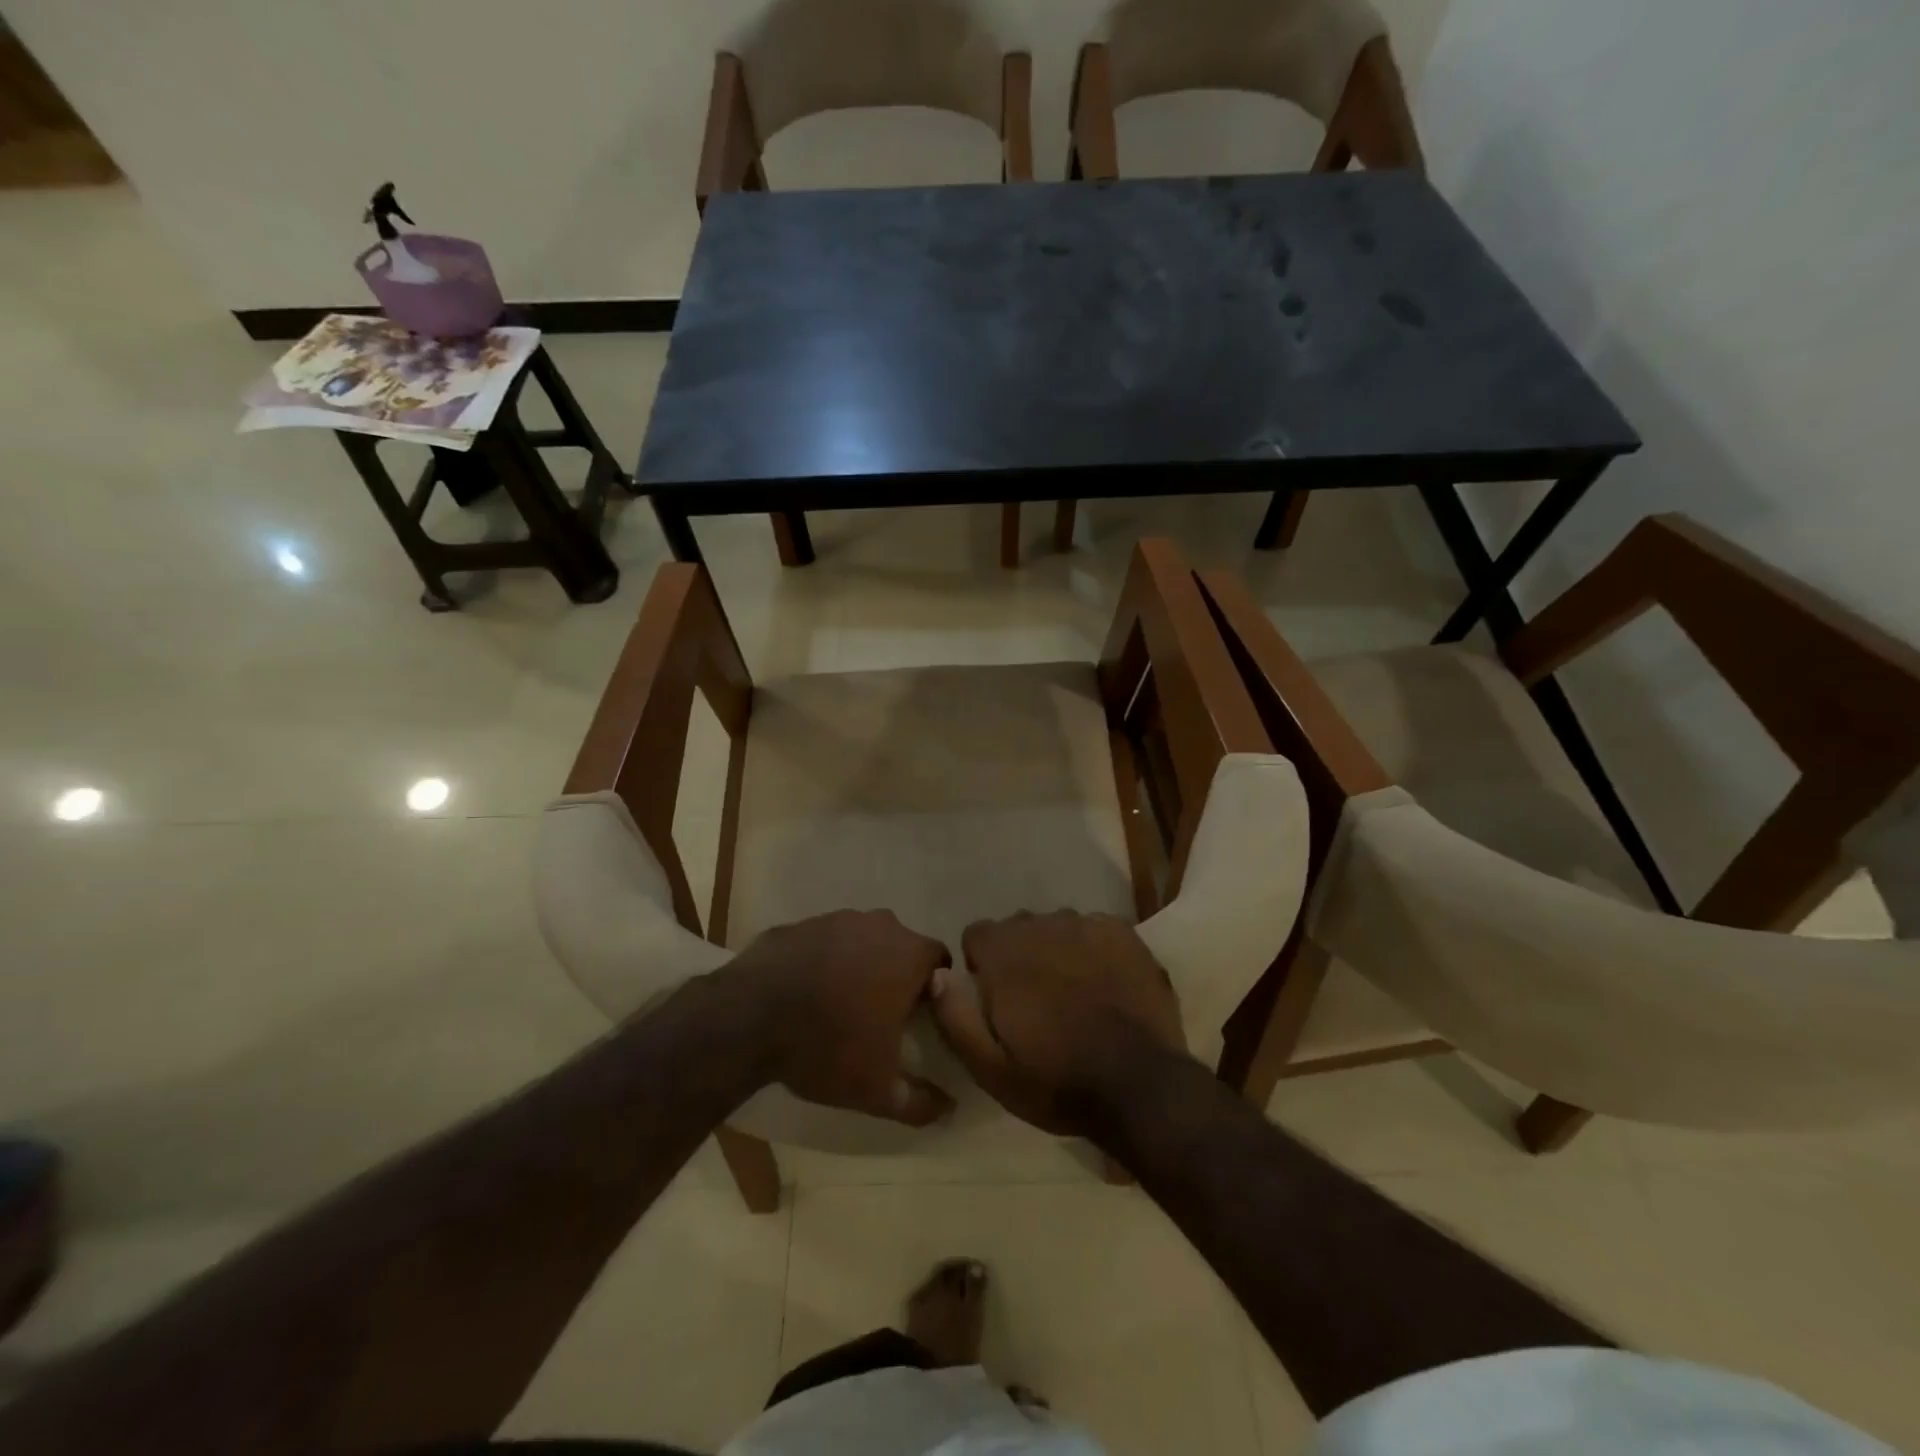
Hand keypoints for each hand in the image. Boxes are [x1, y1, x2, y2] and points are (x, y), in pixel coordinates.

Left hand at [724, 910, 954, 1126]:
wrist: (749, 1018)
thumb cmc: (828, 1047)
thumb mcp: (877, 1090)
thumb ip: (920, 1101)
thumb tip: (950, 1109)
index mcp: (909, 955)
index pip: (939, 961)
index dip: (934, 988)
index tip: (918, 1017)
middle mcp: (879, 925)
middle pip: (900, 947)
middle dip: (895, 974)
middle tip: (880, 1014)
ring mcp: (836, 919)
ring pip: (860, 940)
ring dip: (858, 964)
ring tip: (838, 1003)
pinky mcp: (799, 924)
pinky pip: (822, 942)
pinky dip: (821, 960)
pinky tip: (804, 992)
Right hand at [930, 911, 1186, 1136]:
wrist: (1141, 1085)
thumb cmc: (1058, 1080)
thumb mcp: (990, 1068)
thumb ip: (955, 1016)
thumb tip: (938, 974)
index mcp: (1005, 952)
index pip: (977, 934)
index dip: (982, 966)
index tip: (997, 999)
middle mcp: (1042, 925)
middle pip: (1018, 928)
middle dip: (1020, 956)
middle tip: (1037, 1003)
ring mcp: (1086, 925)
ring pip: (1057, 927)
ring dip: (1056, 951)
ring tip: (1074, 994)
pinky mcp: (1123, 932)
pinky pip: (1093, 929)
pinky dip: (1092, 949)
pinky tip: (1105, 984)